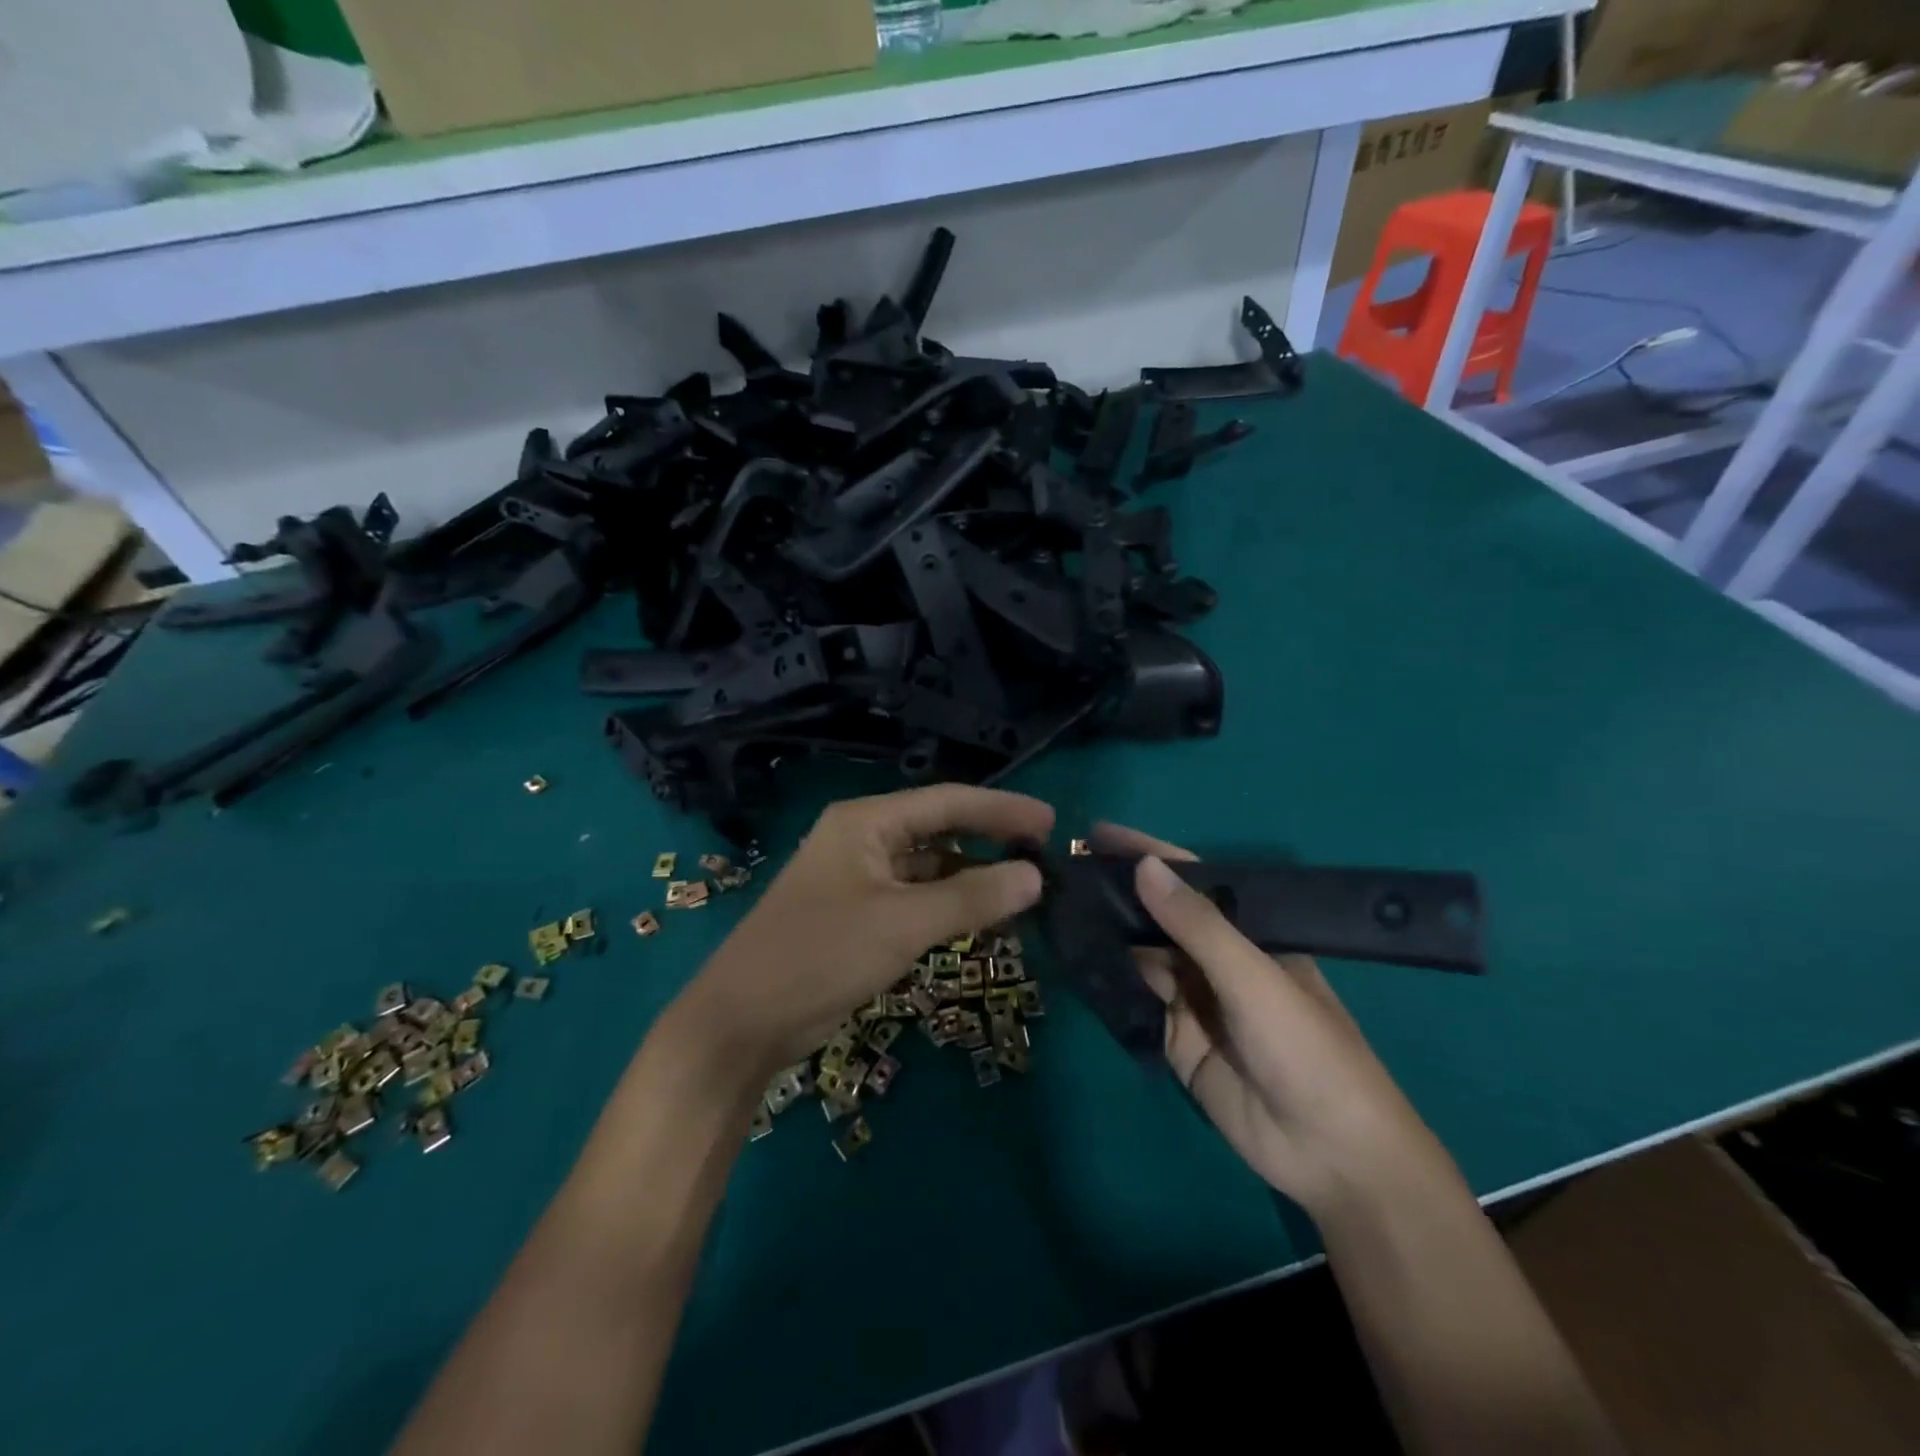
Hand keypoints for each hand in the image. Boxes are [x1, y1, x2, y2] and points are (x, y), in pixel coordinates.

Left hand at [676, 786, 1053, 1074]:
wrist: (742, 1023)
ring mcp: (857, 877)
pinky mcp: (857, 914)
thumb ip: (971, 897)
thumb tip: (1035, 876)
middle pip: (939, 829)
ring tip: (1023, 892)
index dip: (1001, 809)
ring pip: (929, 866)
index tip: (1050, 823)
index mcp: (866, 822)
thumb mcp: (902, 924)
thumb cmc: (821, 956)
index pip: (947, 801)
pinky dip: (949, 906)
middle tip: (1043, 855)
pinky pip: (915, 898)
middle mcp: (862, 839)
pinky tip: (981, 921)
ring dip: (972, 877)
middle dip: (990, 840)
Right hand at [1091, 823, 1446, 1218]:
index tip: (1098, 834)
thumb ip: (1198, 924)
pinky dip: (1107, 980)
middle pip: (1159, 915)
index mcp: (1249, 931)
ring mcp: (1193, 998)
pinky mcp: (1173, 1037)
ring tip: (1057, 907)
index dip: (1147, 853)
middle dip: (1117, 893)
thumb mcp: (1254, 977)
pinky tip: (1073, 960)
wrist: (1330, 1154)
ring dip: (1106, 933)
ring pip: (1141, 954)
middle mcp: (1217, 958)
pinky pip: (1134, 999)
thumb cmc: (1307, 1049)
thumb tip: (1143, 865)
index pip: (1191, 878)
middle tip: (1062, 872)